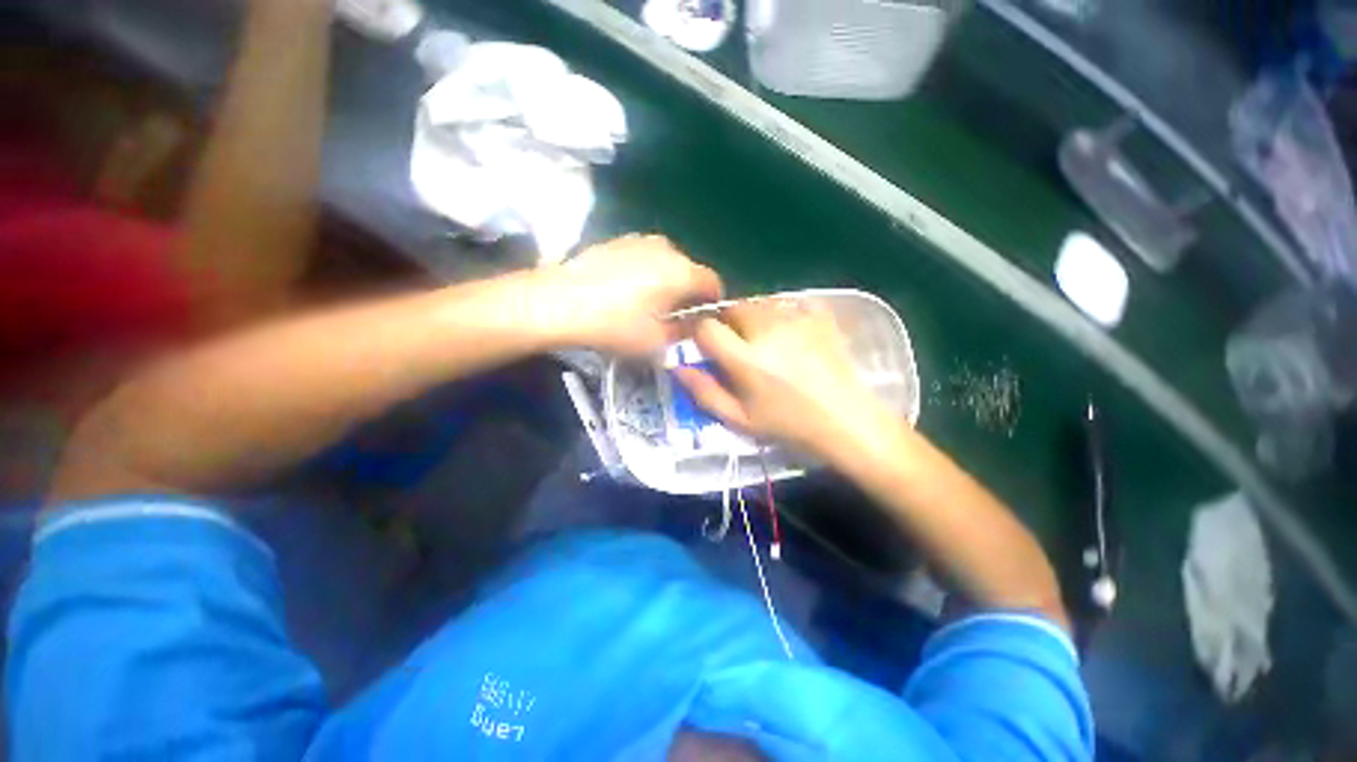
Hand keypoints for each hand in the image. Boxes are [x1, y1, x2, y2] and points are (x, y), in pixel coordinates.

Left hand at [539, 234, 722, 355]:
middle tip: (675, 316)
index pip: (712, 283)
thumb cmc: (614, 326)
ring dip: (666, 281)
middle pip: (689, 270)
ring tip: (650, 303)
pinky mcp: (616, 241)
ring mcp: (638, 240)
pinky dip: (645, 272)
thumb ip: (684, 333)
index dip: (713, 302)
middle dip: (688, 292)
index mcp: (681, 271)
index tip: (703, 320)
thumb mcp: (656, 341)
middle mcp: (665, 248)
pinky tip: (627, 290)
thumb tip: (694, 325)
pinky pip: (643, 257)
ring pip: (666, 262)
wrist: (559, 302)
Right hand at [674, 300, 886, 456]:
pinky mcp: (819, 314)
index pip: (707, 327)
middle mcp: (768, 330)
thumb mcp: (740, 420)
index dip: (700, 334)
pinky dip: (780, 314)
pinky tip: (790, 335)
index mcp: (746, 359)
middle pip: (732, 308)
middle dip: (727, 323)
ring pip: (758, 303)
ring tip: (765, 343)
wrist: (847, 421)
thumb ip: (704, 392)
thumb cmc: (789, 426)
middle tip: (739, 348)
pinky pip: (787, 303)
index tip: (706, 346)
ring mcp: (797, 318)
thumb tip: (678, 368)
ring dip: (752, 318)